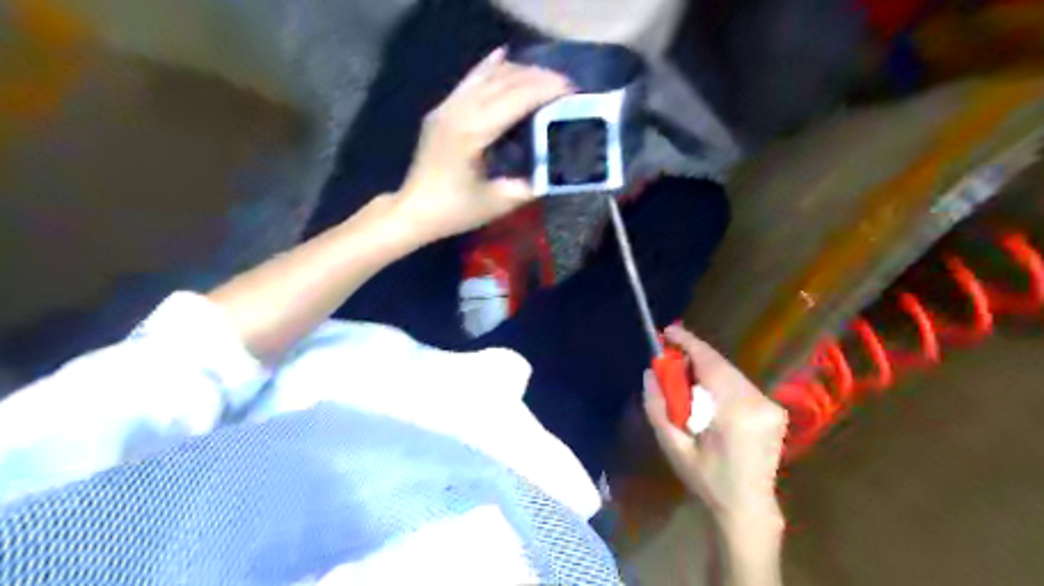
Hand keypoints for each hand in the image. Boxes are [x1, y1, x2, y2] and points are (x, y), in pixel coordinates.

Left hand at [394, 45, 569, 240]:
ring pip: (486, 76)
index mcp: (472, 133)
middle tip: (565, 84)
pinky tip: (503, 55)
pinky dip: (489, 67)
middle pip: (503, 81)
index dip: (544, 90)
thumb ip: (530, 185)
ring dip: (518, 71)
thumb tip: (554, 169)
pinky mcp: (442, 110)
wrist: (414, 210)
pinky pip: (469, 81)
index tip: (571, 90)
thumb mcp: (498, 203)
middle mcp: (458, 111)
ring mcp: (447, 107)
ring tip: (544, 76)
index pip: (515, 99)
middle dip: (537, 77)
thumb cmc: (455, 211)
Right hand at [647, 324, 783, 530]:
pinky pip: (740, 384)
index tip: (668, 331)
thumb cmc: (707, 481)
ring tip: (684, 376)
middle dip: (694, 356)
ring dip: (706, 368)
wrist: (748, 507)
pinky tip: (705, 392)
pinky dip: (720, 380)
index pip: (711, 365)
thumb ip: (658, 407)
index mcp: (735, 414)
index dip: (689, 343)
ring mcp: (771, 406)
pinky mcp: (774, 410)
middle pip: (721, 365)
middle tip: (669, 356)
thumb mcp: (674, 447)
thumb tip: (650, 373)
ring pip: (731, 373)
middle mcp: (758, 403)